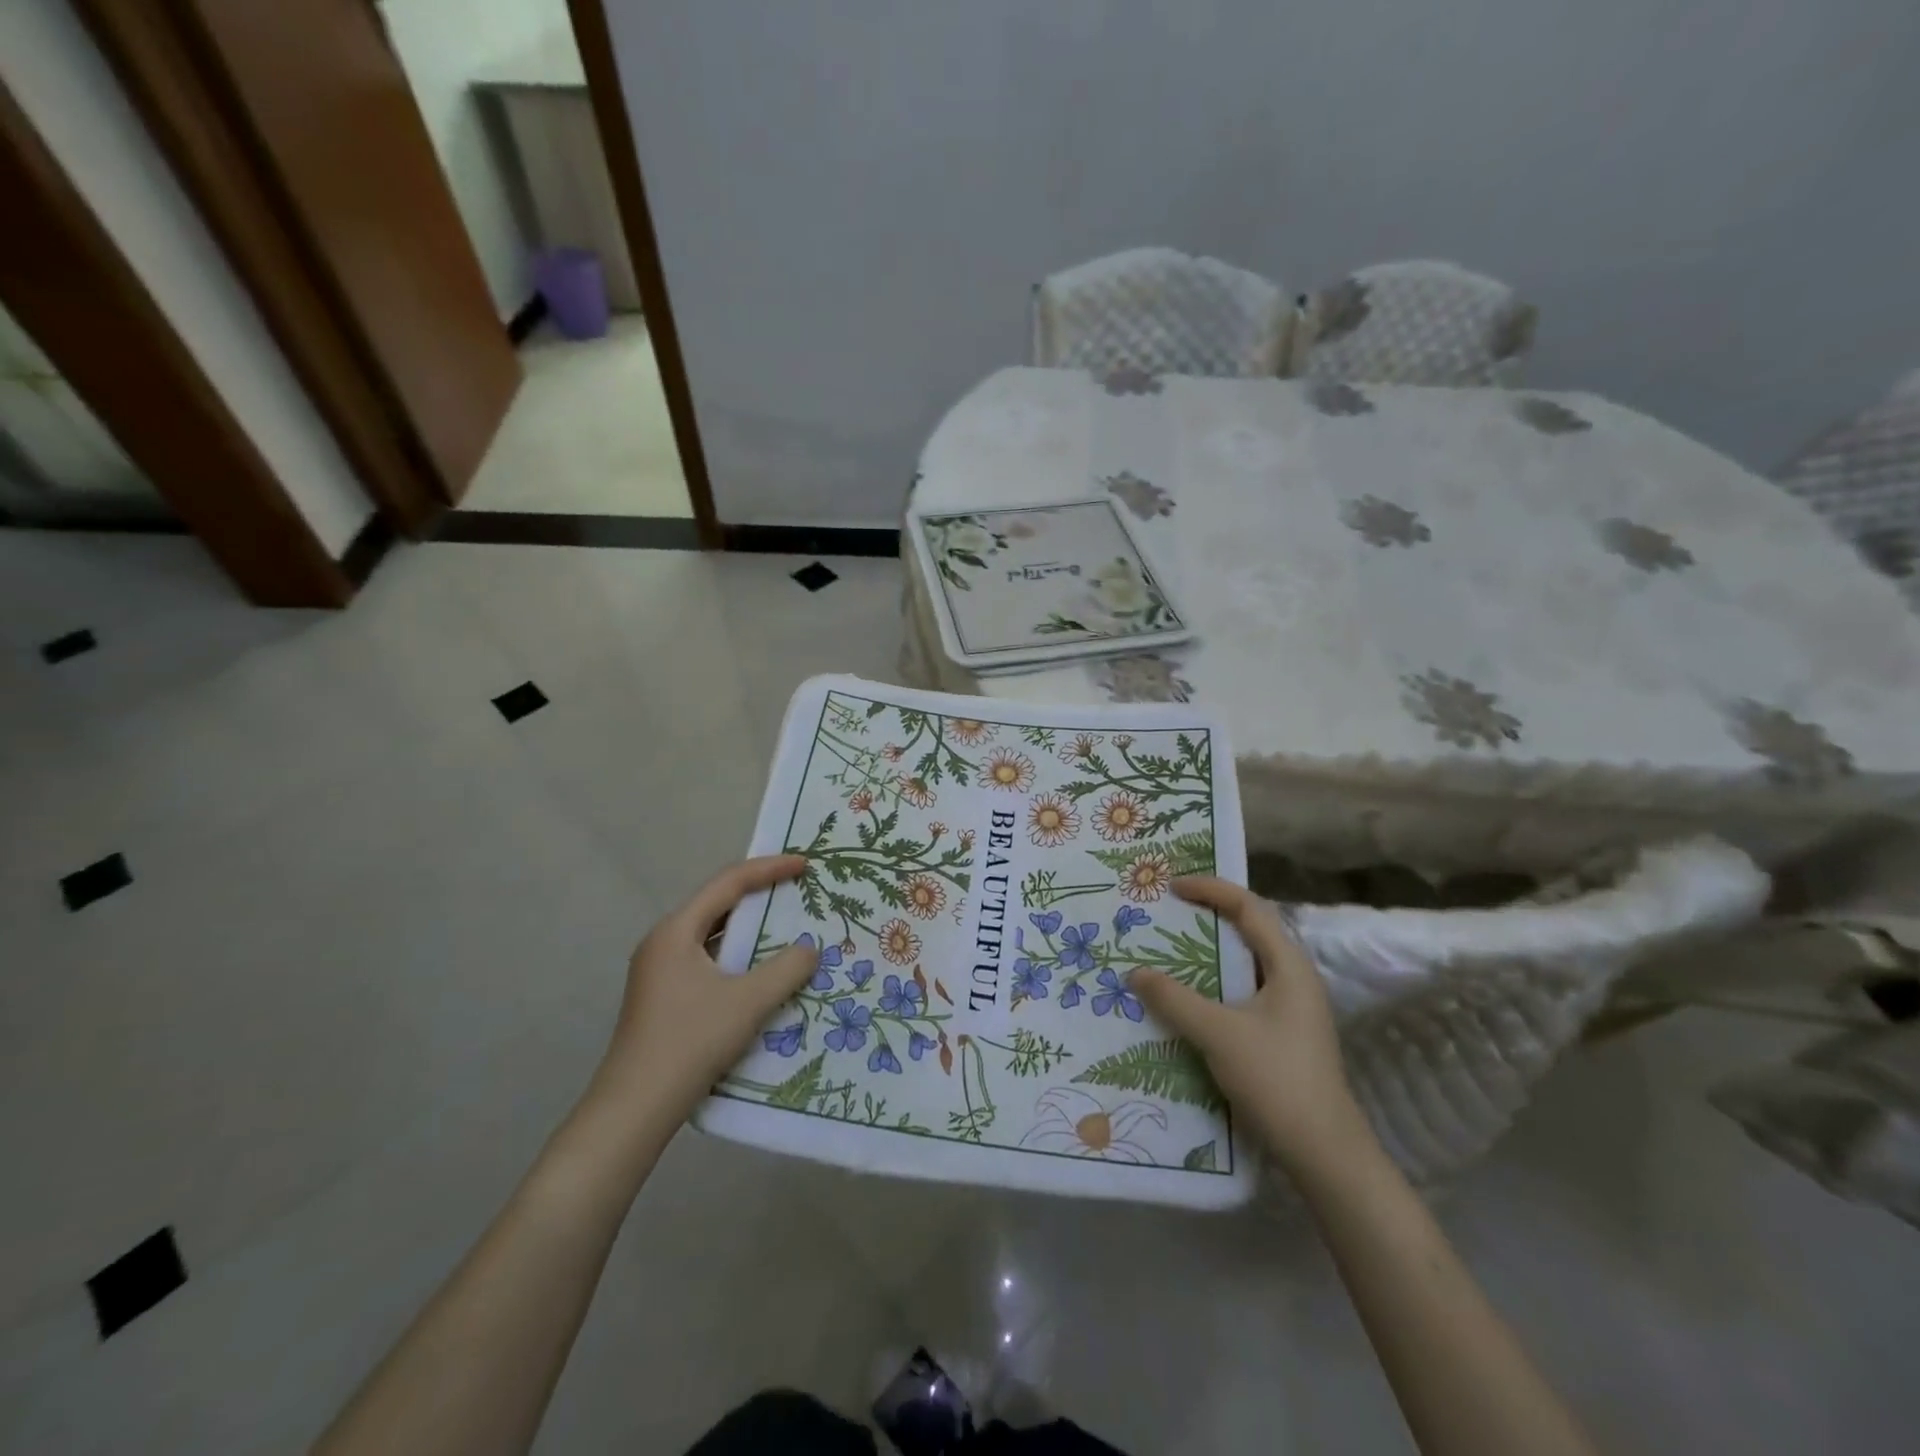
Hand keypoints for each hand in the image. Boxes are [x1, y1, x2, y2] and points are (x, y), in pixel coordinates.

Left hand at [589, 855, 819, 1129]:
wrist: (634, 1109)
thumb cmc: (690, 1042)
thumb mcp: (748, 1002)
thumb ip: (786, 969)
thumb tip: (810, 949)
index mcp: (676, 931)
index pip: (728, 883)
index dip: (769, 869)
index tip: (804, 864)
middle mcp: (664, 942)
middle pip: (718, 904)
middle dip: (760, 895)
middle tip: (798, 890)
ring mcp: (660, 972)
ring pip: (713, 935)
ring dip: (750, 930)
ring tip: (788, 927)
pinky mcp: (665, 997)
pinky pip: (709, 961)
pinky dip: (738, 958)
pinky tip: (762, 973)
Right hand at [1132, 876, 1371, 1177]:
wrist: (1324, 1153)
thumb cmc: (1276, 1079)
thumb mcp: (1218, 1034)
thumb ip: (1174, 999)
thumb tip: (1135, 972)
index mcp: (1289, 966)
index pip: (1249, 907)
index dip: (1210, 890)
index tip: (1172, 887)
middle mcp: (1293, 978)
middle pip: (1249, 930)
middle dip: (1207, 916)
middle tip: (1167, 911)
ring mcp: (1290, 1008)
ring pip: (1244, 964)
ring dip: (1209, 952)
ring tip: (1169, 948)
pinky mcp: (1281, 1034)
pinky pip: (1242, 991)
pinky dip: (1213, 983)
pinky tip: (1187, 998)